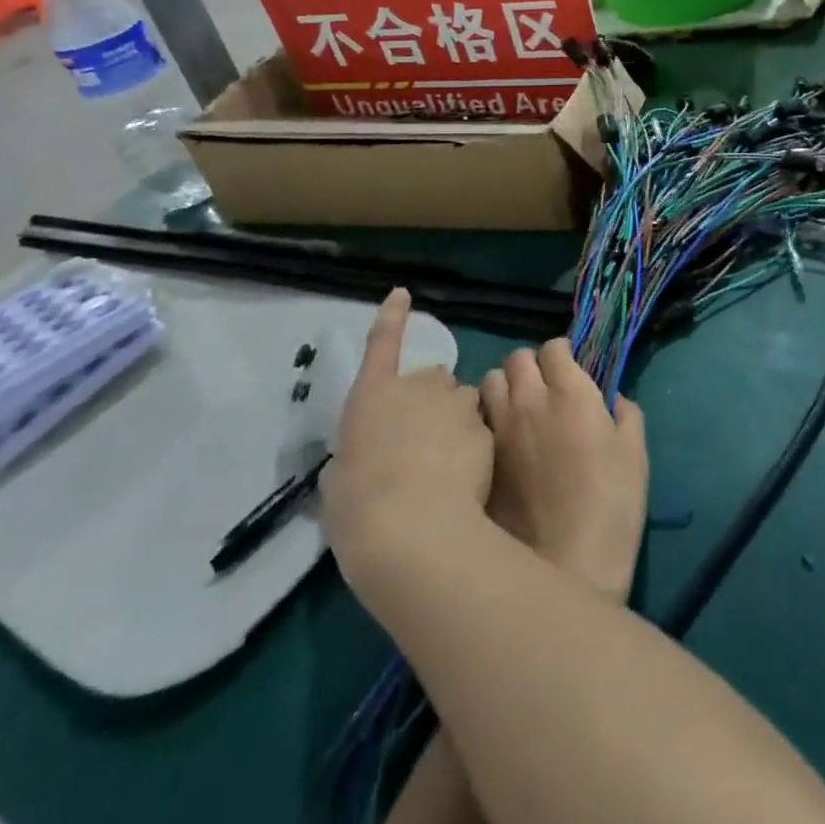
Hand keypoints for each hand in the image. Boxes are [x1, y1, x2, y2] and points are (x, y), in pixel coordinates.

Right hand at [320, 288, 492, 591]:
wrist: (414, 530)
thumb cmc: (360, 508)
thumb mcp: (340, 480)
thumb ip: (358, 452)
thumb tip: (370, 451)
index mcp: (372, 397)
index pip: (382, 344)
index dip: (392, 317)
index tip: (402, 293)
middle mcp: (416, 388)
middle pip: (432, 381)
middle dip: (431, 402)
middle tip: (421, 445)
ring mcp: (454, 403)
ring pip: (462, 401)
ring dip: (456, 419)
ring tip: (446, 463)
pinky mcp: (484, 425)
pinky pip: (481, 426)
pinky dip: (475, 443)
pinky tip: (465, 477)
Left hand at [480, 339, 647, 600]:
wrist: (566, 563)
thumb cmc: (611, 505)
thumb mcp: (635, 454)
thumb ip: (626, 414)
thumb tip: (614, 401)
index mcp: (570, 392)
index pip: (554, 347)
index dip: (563, 353)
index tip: (570, 368)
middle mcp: (529, 400)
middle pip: (516, 358)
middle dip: (530, 364)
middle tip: (543, 386)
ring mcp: (499, 428)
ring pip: (488, 383)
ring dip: (503, 387)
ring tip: (516, 408)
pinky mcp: (480, 458)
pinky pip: (478, 420)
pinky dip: (488, 418)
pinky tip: (501, 440)